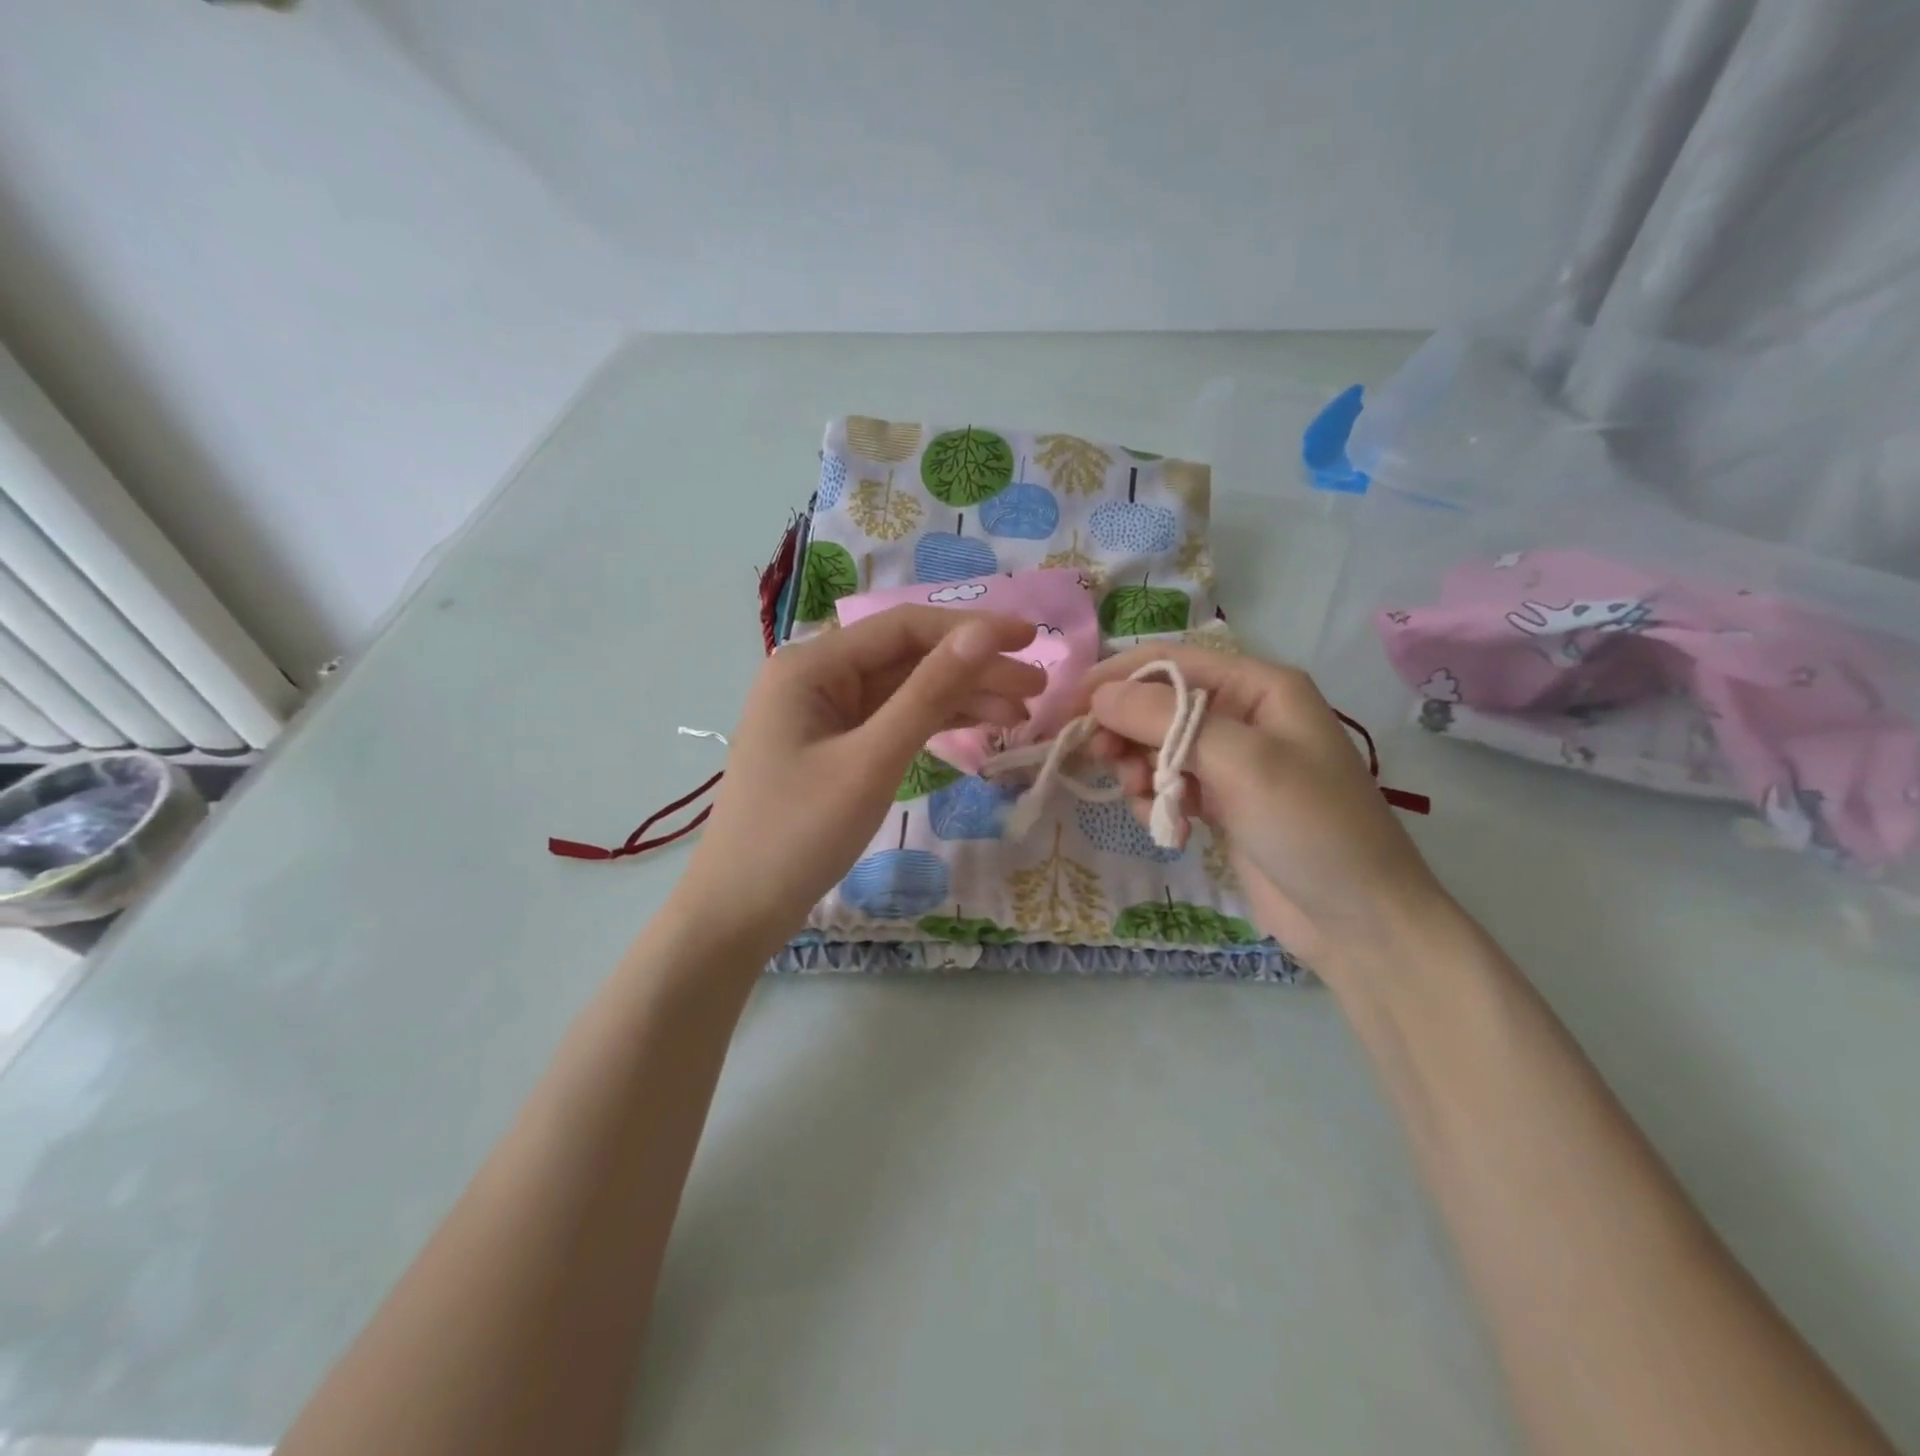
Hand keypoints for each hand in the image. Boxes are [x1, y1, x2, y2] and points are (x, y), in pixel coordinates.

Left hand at [675, 607, 1043, 953]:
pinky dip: (934, 723)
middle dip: (972, 668)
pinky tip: (980, 727)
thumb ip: (930, 693)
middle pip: (908, 657)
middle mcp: (816, 676)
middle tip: (1037, 688)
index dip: (971, 629)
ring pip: (905, 690)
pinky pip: (892, 720)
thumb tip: (984, 632)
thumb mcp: (872, 761)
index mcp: (811, 665)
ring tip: (1022, 713)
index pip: (904, 628)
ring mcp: (824, 712)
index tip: (1031, 641)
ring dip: (961, 697)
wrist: (739, 909)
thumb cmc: (799, 834)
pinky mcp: (834, 745)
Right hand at [1077, 645, 1449, 971]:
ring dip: (1138, 769)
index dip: (1115, 678)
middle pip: (1157, 704)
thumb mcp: (1242, 762)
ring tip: (1141, 799)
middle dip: (1124, 729)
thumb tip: (1099, 695)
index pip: (1169, 662)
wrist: (1359, 921)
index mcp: (1258, 686)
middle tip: (1099, 759)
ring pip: (1156, 746)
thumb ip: (1166, 721)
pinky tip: (1167, 828)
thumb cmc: (1311, 827)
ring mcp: (1231, 761)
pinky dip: (1155, 800)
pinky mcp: (1221, 802)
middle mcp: (1243, 714)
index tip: (1067, 707)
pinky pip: (1168, 784)